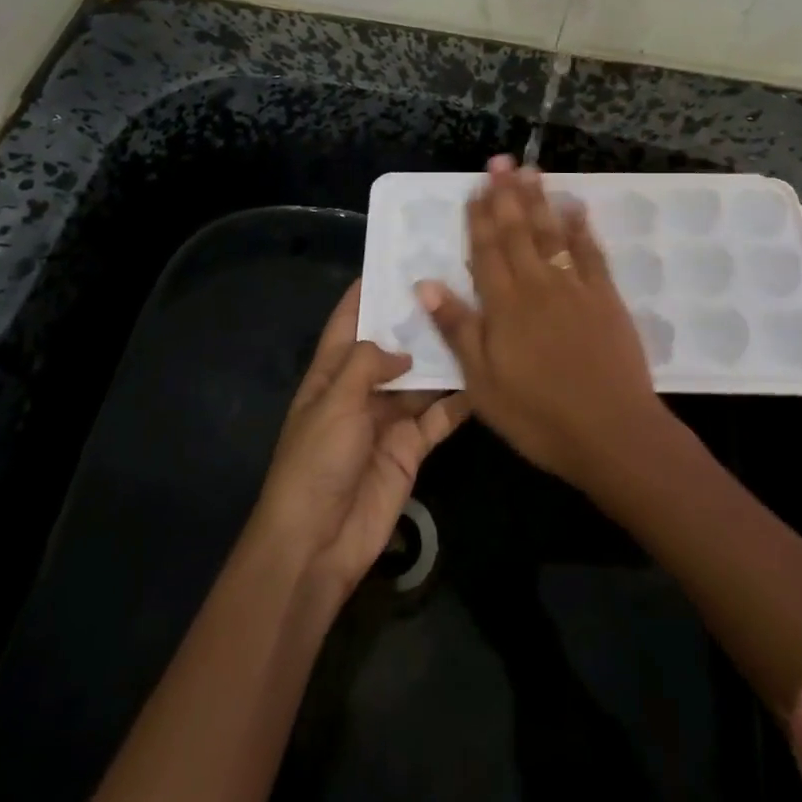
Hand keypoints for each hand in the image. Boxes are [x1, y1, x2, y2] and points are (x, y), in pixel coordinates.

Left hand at [253, 280, 468, 604]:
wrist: (318, 542)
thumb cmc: (316, 461)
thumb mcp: (335, 401)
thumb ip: (368, 362)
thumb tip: (404, 348)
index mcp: (332, 371)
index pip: (350, 318)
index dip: (371, 289)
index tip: (402, 259)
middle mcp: (362, 388)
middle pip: (394, 344)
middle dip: (418, 319)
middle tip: (457, 283)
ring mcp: (389, 417)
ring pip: (422, 377)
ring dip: (444, 355)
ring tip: (478, 318)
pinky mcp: (412, 447)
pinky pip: (439, 416)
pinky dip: (459, 399)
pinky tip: (485, 375)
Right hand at [415, 157, 663, 487]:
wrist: (612, 432)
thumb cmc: (538, 415)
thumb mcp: (482, 383)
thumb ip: (458, 329)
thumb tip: (426, 284)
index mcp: (504, 305)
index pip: (486, 250)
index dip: (479, 217)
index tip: (474, 187)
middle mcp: (537, 284)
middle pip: (518, 231)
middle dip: (506, 194)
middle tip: (500, 160)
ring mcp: (575, 287)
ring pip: (551, 233)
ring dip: (539, 200)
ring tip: (530, 170)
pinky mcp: (605, 297)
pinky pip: (590, 252)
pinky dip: (581, 227)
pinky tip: (575, 207)